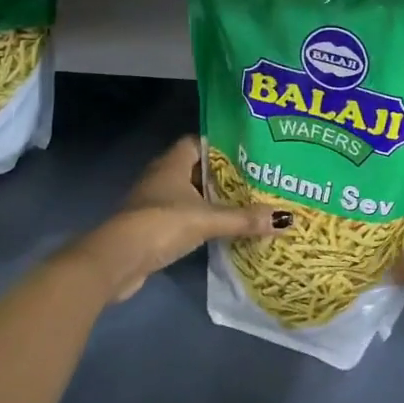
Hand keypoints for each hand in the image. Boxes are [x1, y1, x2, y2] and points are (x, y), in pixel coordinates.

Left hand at [71, 136, 291, 301]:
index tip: (249, 152)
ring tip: (246, 204)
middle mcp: (162, 176)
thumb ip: (244, 218)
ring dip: (212, 200)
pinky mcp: (152, 227)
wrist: (116, 260)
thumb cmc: (161, 224)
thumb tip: (287, 219)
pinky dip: (201, 220)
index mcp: (172, 162)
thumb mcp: (207, 219)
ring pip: (190, 194)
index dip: (223, 145)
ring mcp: (154, 202)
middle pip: (197, 169)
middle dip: (223, 175)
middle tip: (256, 180)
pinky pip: (183, 216)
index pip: (200, 142)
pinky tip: (222, 229)